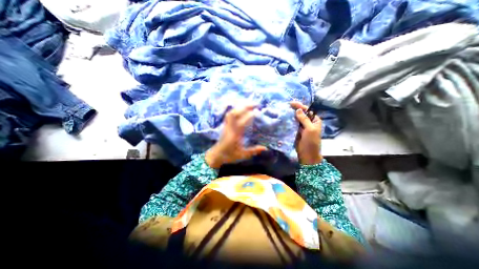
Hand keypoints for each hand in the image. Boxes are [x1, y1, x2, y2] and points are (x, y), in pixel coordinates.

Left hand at [204, 104, 267, 167]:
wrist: (216, 155)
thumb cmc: (229, 155)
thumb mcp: (242, 155)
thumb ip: (254, 151)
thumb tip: (265, 148)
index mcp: (235, 135)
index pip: (242, 122)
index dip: (249, 115)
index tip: (258, 111)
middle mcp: (230, 128)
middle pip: (235, 113)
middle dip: (245, 107)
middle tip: (255, 104)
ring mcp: (226, 125)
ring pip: (231, 112)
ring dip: (240, 106)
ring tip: (249, 104)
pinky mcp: (225, 125)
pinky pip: (229, 114)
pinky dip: (235, 109)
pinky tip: (241, 108)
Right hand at [290, 101, 322, 163]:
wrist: (307, 154)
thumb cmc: (311, 142)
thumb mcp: (310, 129)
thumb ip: (304, 119)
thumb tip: (298, 110)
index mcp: (314, 121)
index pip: (307, 111)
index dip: (300, 106)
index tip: (292, 103)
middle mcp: (308, 122)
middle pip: (301, 114)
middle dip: (295, 109)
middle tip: (286, 106)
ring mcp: (301, 127)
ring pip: (296, 119)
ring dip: (291, 115)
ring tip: (283, 110)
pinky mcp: (295, 131)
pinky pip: (292, 125)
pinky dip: (288, 121)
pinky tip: (284, 118)